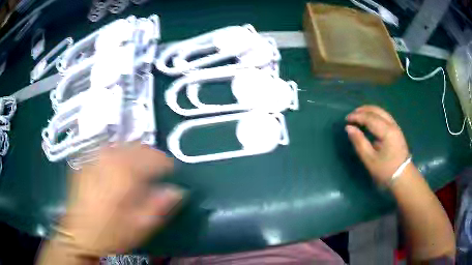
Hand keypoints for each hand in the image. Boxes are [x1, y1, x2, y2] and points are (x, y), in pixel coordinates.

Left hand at [58, 143, 182, 256]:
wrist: (79, 234)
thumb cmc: (111, 233)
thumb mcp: (140, 225)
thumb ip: (160, 205)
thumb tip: (178, 191)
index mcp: (125, 175)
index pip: (152, 158)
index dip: (166, 163)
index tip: (173, 170)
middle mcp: (109, 160)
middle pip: (136, 147)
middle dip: (151, 154)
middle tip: (158, 166)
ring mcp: (96, 159)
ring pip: (121, 145)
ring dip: (135, 152)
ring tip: (141, 164)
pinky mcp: (87, 162)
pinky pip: (107, 150)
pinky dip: (119, 154)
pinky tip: (120, 166)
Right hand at [345, 105, 409, 186]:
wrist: (403, 177)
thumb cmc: (386, 170)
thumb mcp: (370, 160)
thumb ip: (359, 142)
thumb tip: (349, 128)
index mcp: (387, 131)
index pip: (370, 118)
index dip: (357, 116)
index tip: (346, 119)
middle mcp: (392, 125)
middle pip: (376, 110)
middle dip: (363, 110)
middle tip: (351, 115)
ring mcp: (396, 127)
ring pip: (381, 112)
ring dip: (369, 111)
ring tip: (359, 115)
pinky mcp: (396, 131)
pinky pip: (384, 116)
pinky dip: (375, 115)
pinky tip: (370, 120)